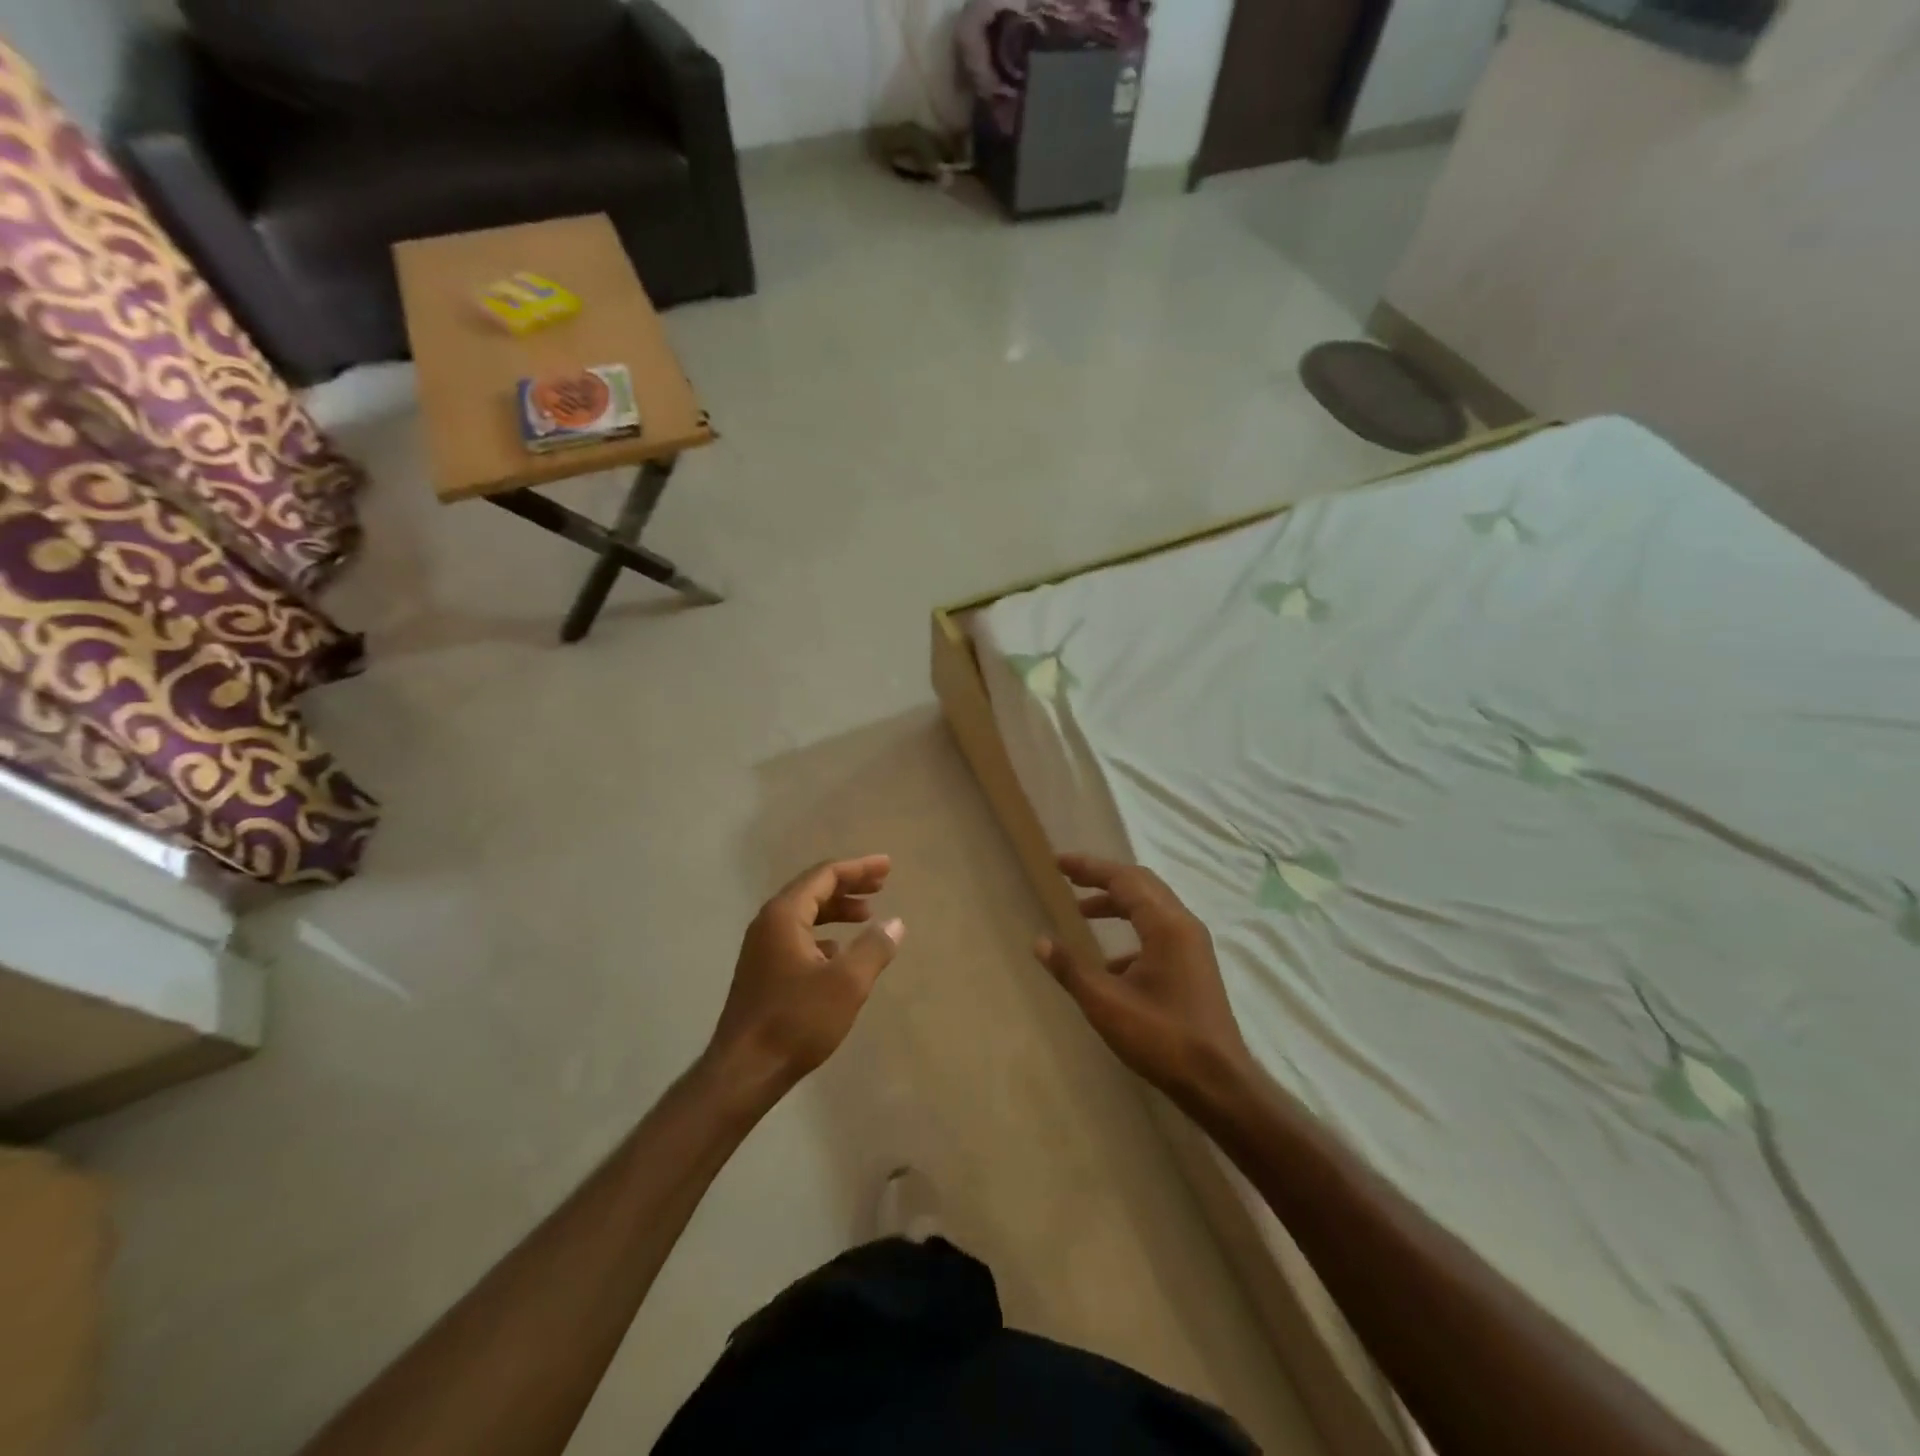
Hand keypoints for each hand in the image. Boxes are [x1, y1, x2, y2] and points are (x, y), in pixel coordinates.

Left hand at [707, 856, 904, 1102]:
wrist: (744, 1071)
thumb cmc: (796, 1021)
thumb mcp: (847, 983)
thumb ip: (874, 947)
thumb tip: (895, 923)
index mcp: (784, 915)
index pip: (825, 876)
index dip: (859, 868)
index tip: (888, 867)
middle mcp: (768, 923)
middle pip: (813, 890)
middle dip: (849, 885)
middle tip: (882, 884)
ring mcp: (761, 949)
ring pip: (805, 915)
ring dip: (837, 910)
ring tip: (867, 916)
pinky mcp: (762, 972)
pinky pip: (798, 937)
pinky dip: (823, 935)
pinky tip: (839, 952)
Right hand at [1034, 854, 1252, 1104]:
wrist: (1218, 1082)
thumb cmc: (1161, 1037)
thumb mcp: (1106, 1003)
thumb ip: (1071, 969)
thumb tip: (1040, 941)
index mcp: (1166, 925)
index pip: (1124, 879)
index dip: (1089, 867)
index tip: (1059, 863)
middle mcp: (1183, 925)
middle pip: (1141, 884)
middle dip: (1103, 877)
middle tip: (1070, 877)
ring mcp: (1192, 945)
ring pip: (1151, 907)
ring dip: (1117, 903)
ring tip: (1083, 912)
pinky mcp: (1194, 964)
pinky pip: (1159, 930)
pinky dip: (1131, 931)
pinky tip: (1110, 962)